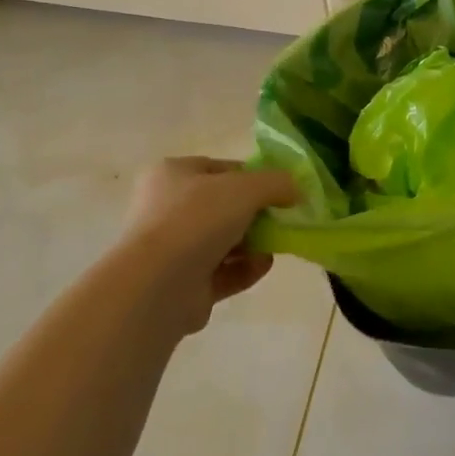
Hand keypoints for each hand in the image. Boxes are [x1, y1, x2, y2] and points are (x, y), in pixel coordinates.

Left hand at [126, 157, 297, 333]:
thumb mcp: (247, 187)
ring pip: (222, 241)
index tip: (281, 190)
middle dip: (255, 214)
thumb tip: (297, 190)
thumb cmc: (197, 219)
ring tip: (278, 244)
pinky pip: (221, 273)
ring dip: (253, 243)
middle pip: (223, 207)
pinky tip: (265, 265)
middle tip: (282, 218)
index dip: (254, 177)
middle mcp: (166, 210)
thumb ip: (277, 183)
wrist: (157, 286)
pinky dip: (245, 269)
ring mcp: (171, 250)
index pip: (221, 169)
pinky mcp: (181, 286)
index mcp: (172, 175)